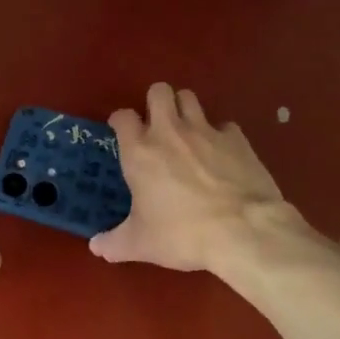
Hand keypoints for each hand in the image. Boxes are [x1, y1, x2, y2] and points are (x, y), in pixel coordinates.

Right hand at [91, 83, 306, 273]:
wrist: (244, 231)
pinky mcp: (237, 138)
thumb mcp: (141, 244)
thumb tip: (96, 247)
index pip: (122, 116)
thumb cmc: (182, 234)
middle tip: (157, 125)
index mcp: (140, 151)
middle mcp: (169, 131)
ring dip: (185, 109)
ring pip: (190, 98)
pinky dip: (220, 135)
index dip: (120, 121)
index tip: (122, 132)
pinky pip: (224, 125)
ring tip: (187, 131)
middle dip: (156, 102)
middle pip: (159, 91)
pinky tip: (221, 154)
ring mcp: (206, 130)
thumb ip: (114, 243)